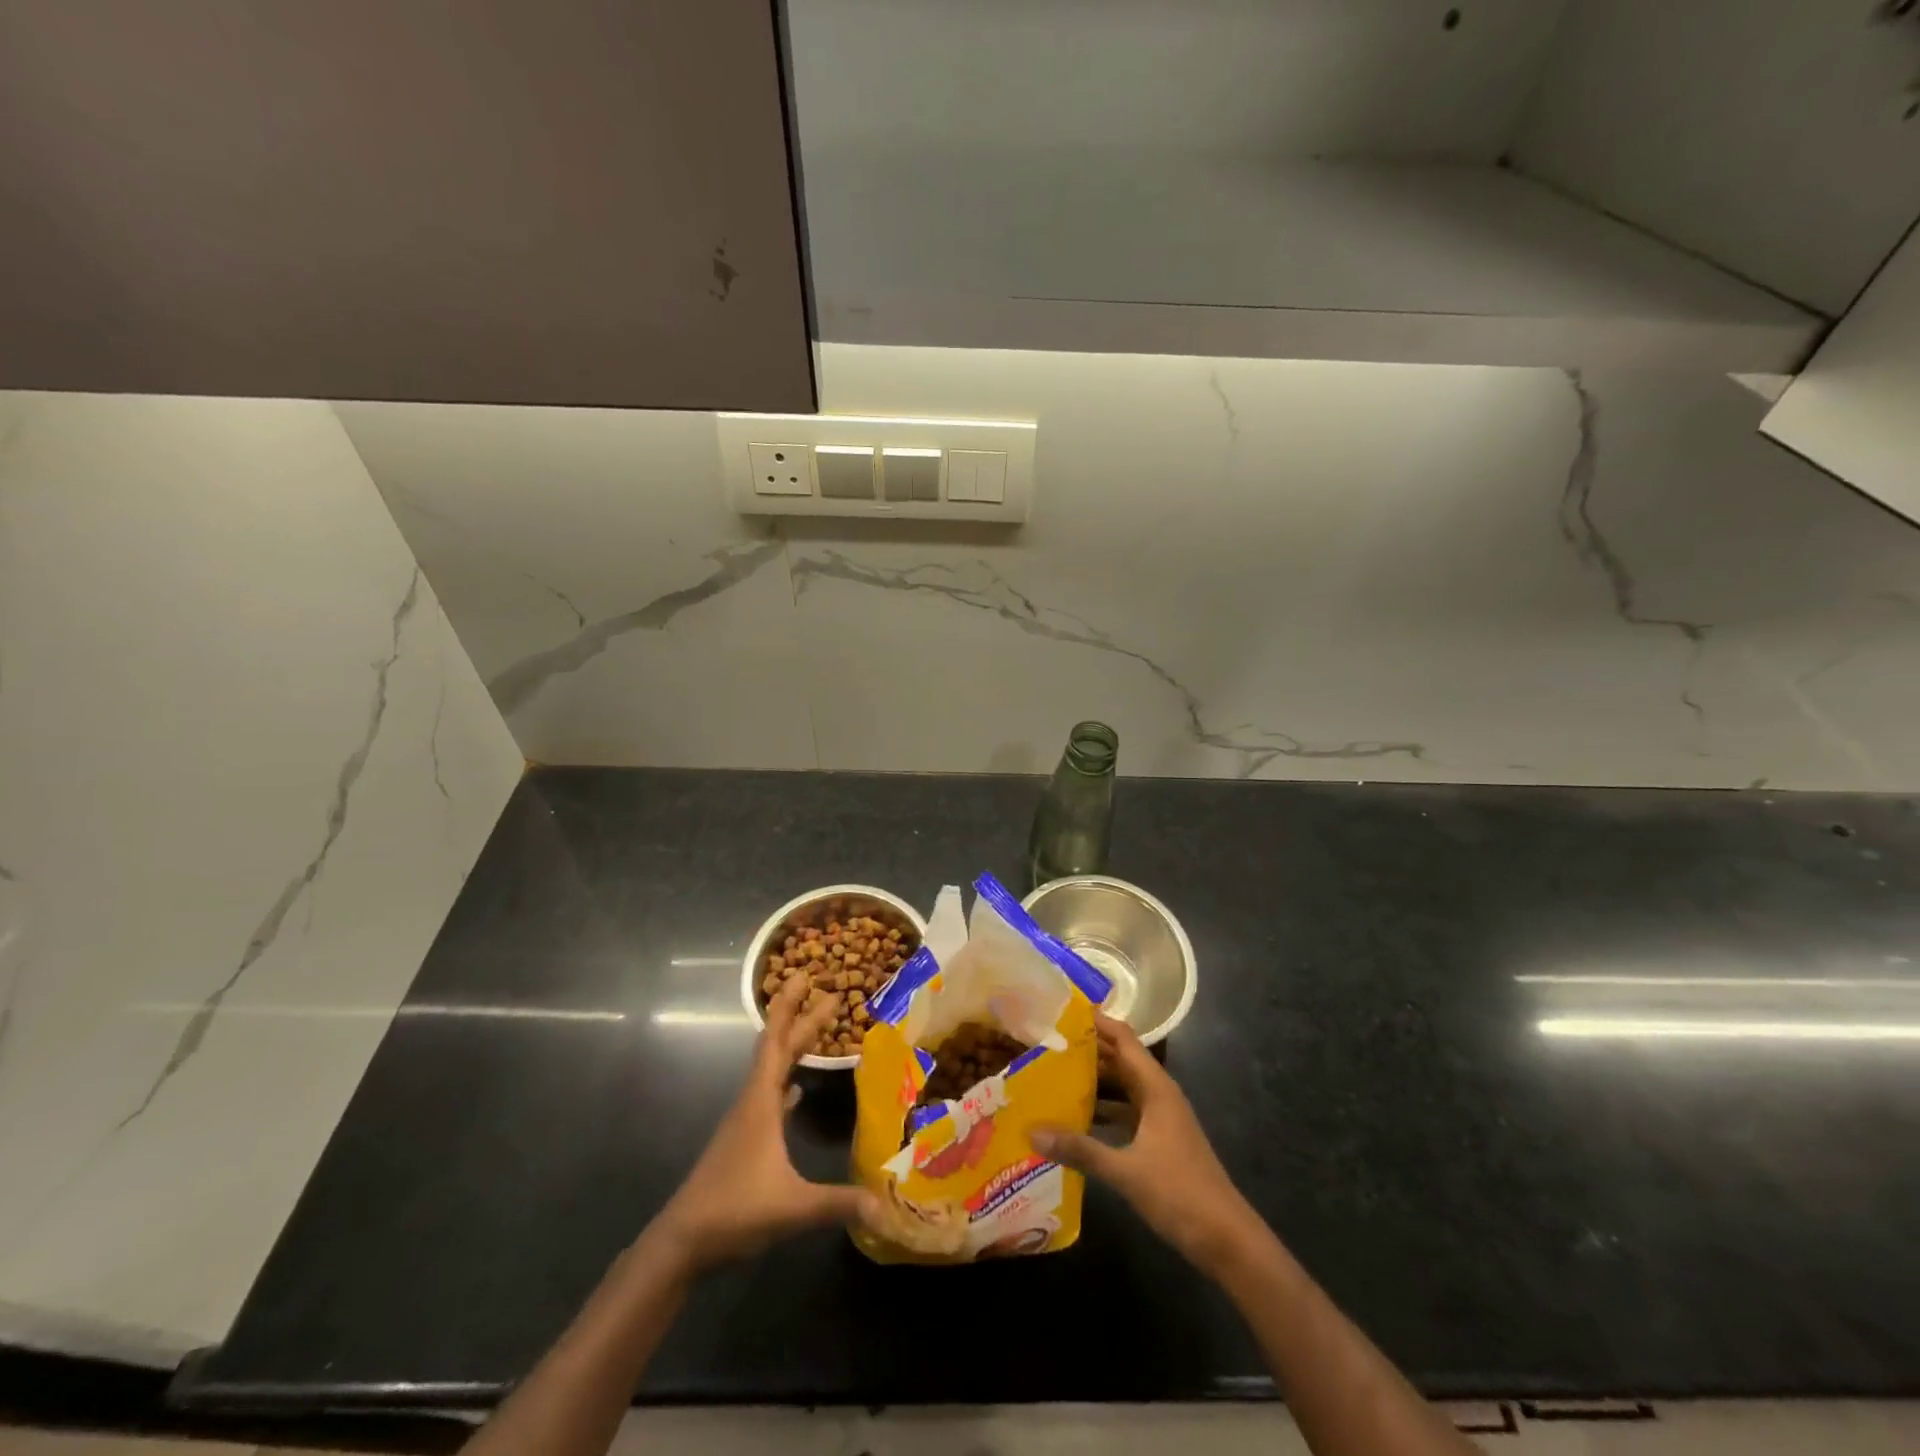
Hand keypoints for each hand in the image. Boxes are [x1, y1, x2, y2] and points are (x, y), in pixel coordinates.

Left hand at [649, 979, 874, 1273]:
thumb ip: (839, 1204)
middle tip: (829, 994)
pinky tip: (797, 1092)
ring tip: (817, 1031)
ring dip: (793, 1048)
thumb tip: (886, 1206)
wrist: (682, 1242)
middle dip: (801, 1019)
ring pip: (772, 1071)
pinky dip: (786, 1084)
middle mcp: (752, 1101)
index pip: (776, 1041)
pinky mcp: (745, 1141)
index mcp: (761, 1102)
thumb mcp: (792, 1206)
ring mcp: (746, 1121)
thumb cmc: (734, 1210)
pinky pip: (770, 1097)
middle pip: (778, 1049)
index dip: (790, 1007)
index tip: (805, 976)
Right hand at [1033, 1015, 1259, 1277]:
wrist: (1227, 1240)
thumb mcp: (1125, 1170)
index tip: (1061, 1010)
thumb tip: (1032, 1130)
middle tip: (1046, 1042)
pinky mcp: (1159, 1142)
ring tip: (1052, 1074)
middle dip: (1087, 1050)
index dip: (1096, 1022)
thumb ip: (1079, 1149)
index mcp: (1156, 1088)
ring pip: (1122, 1088)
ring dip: (1093, 1080)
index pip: (1123, 1038)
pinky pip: (1125, 1113)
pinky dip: (1102, 1110)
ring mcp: (1161, 1119)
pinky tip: (1076, 1119)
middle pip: (1121, 1060)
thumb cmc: (1180, 1193)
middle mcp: (1159, 1095)